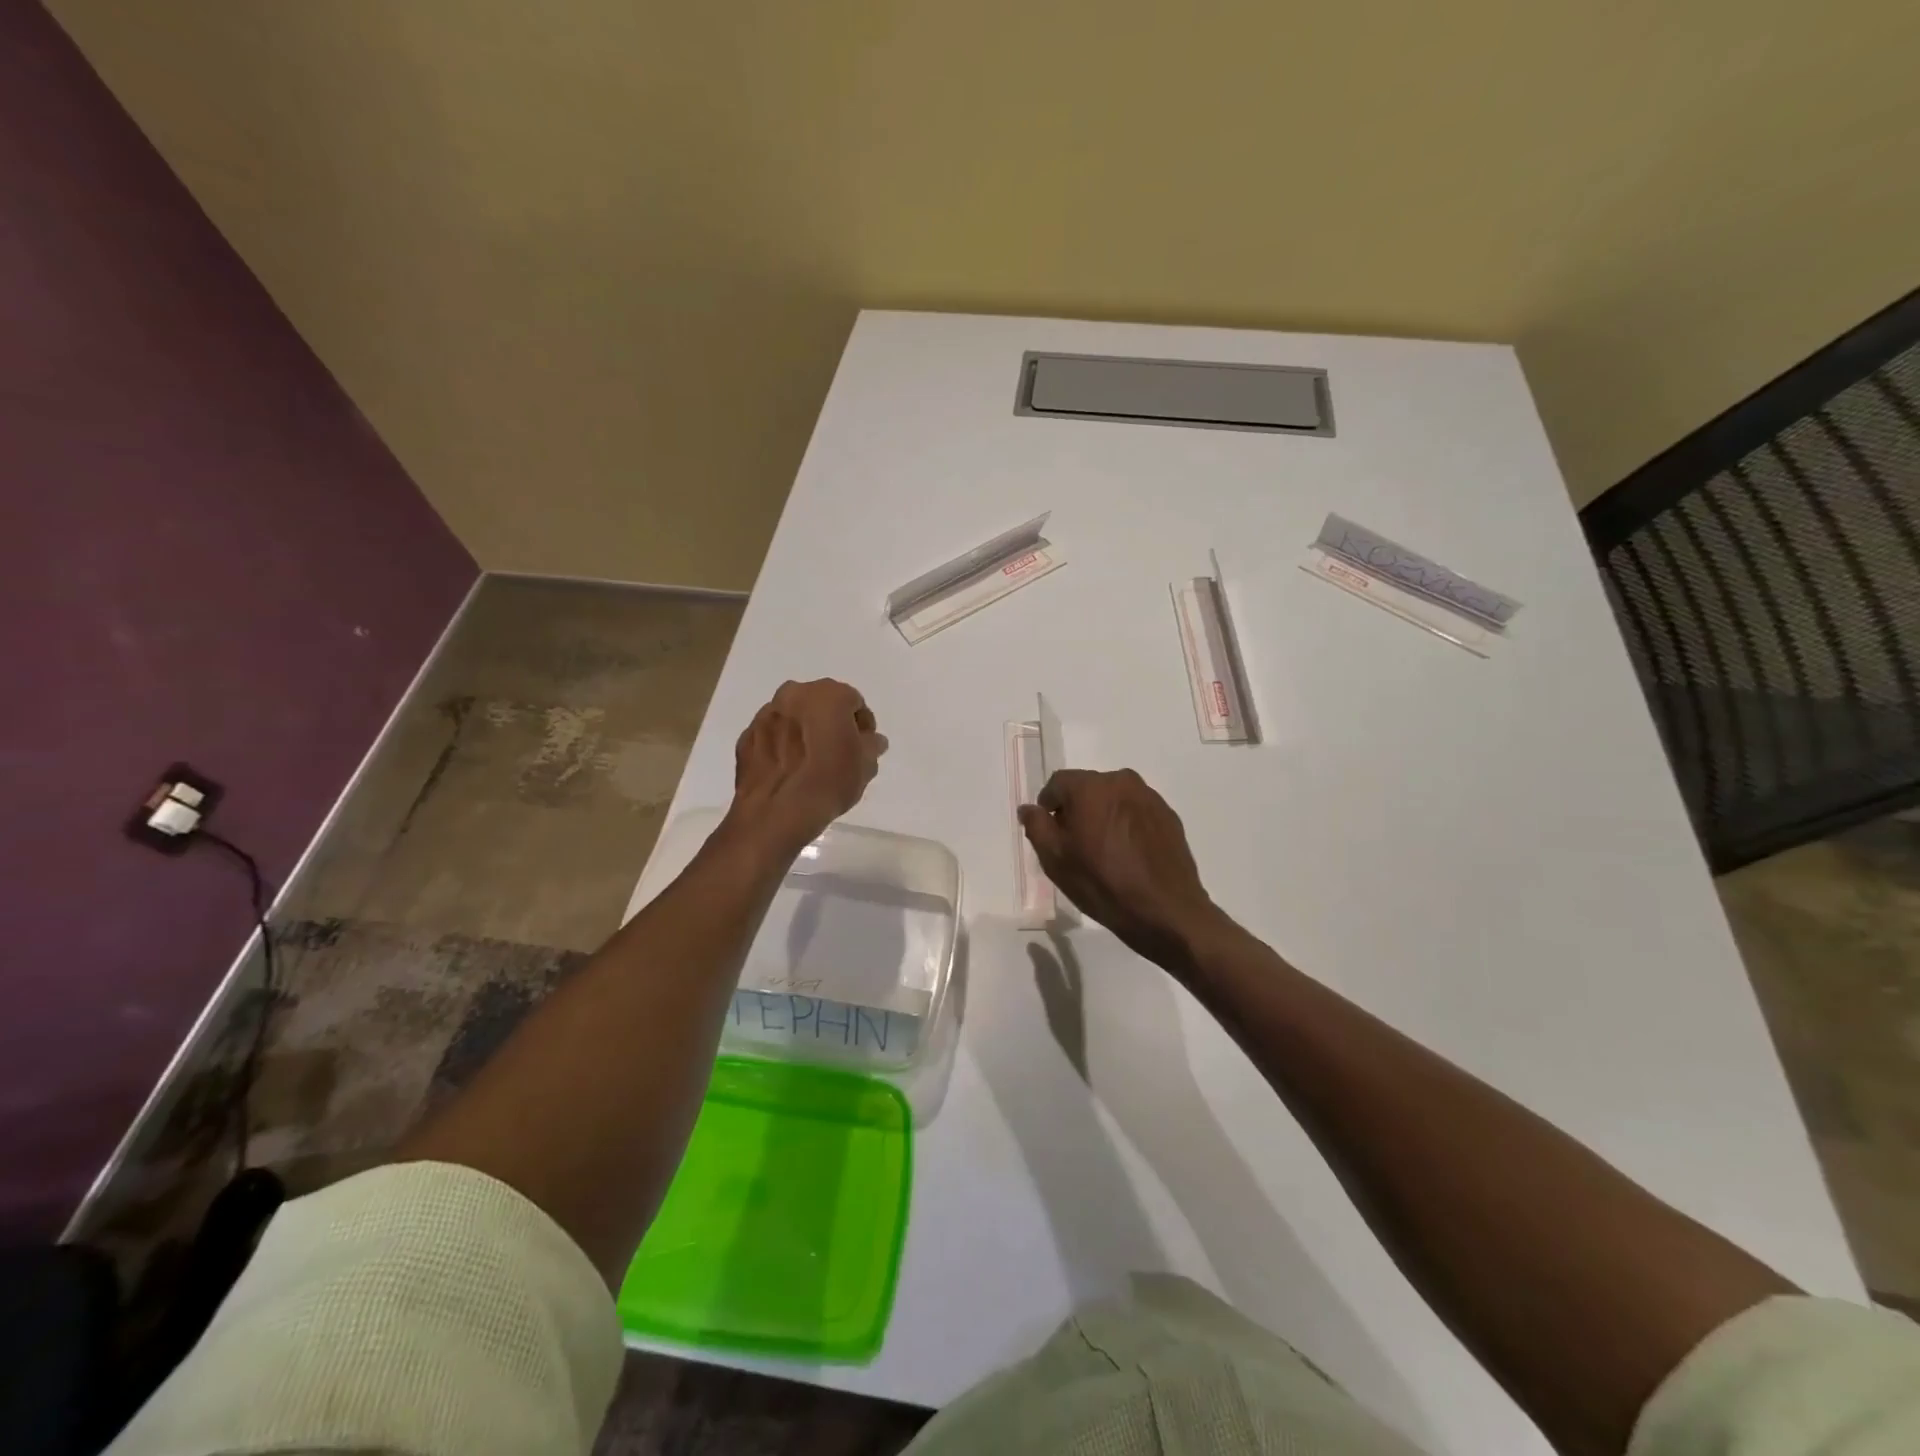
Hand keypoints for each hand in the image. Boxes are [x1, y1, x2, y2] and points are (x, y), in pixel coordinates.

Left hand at [726, 679, 887, 853]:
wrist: (776, 813)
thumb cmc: (829, 782)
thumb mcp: (865, 766)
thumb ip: (871, 745)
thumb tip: (870, 740)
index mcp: (828, 694)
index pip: (853, 701)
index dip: (861, 725)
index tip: (862, 747)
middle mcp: (794, 694)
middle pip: (820, 704)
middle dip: (830, 722)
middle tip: (837, 752)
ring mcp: (765, 714)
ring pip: (793, 717)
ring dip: (803, 732)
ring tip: (809, 764)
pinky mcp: (745, 737)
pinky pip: (772, 736)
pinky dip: (780, 746)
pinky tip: (788, 771)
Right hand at [1018, 769, 1224, 971]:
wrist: (1166, 911)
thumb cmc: (1102, 884)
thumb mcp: (1055, 860)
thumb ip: (1037, 826)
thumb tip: (1029, 808)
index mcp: (1090, 787)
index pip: (1057, 783)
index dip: (1048, 806)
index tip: (1050, 833)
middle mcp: (1121, 781)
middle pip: (1087, 788)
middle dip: (1076, 810)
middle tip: (1075, 845)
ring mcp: (1149, 797)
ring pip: (1113, 799)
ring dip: (1103, 816)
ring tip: (1104, 852)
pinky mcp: (1168, 816)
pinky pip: (1136, 812)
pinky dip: (1126, 825)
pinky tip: (1128, 856)